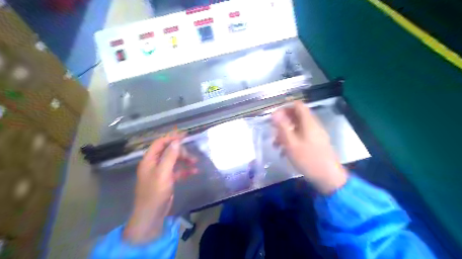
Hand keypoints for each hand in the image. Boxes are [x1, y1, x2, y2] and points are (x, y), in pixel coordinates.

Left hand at [122, 132, 195, 243]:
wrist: (152, 214)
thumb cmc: (155, 192)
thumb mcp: (163, 172)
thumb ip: (170, 156)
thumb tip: (177, 142)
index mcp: (149, 160)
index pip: (160, 143)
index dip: (171, 138)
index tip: (184, 136)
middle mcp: (154, 164)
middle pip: (169, 152)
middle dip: (181, 152)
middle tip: (191, 156)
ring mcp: (161, 172)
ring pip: (174, 161)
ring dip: (185, 160)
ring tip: (196, 163)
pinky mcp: (167, 180)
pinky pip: (177, 171)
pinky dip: (185, 170)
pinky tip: (194, 172)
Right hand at [271, 101, 346, 193]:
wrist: (328, 177)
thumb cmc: (308, 159)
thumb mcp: (291, 143)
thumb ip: (282, 127)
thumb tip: (275, 113)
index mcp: (308, 122)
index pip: (297, 105)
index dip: (285, 108)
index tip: (274, 118)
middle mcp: (313, 125)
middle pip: (297, 116)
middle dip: (283, 123)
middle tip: (274, 132)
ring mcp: (316, 134)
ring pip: (298, 127)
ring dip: (286, 133)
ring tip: (276, 145)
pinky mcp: (316, 143)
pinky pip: (302, 136)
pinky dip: (292, 140)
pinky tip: (285, 151)